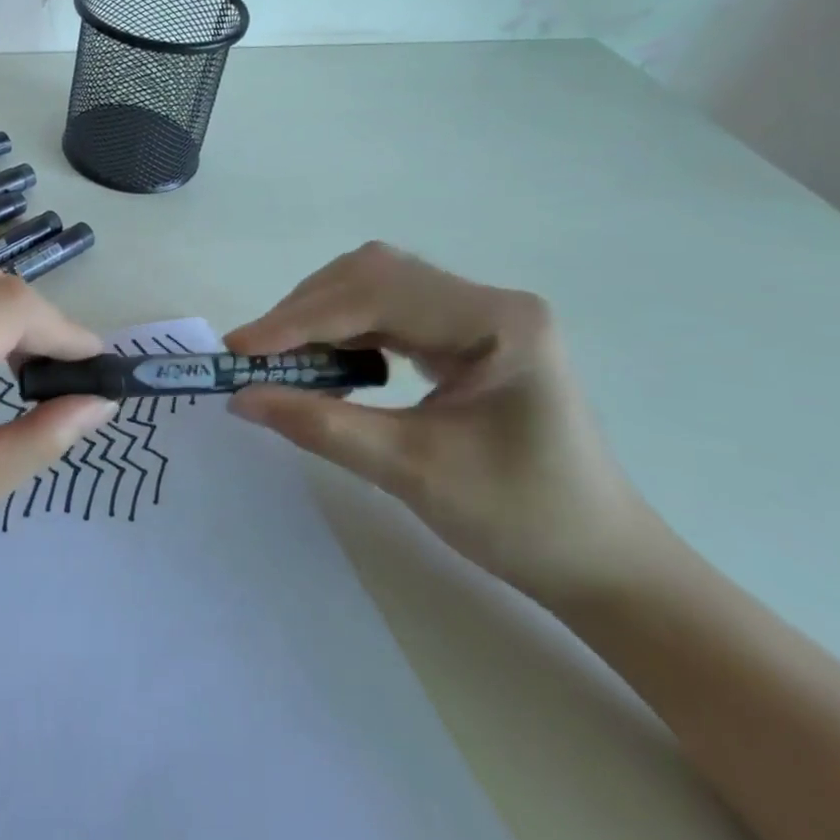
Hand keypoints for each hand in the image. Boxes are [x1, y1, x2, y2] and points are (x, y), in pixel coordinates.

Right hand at [224, 242, 660, 605]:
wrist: (599, 564)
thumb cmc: (520, 521)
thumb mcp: (410, 472)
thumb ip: (320, 426)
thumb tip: (239, 397)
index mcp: (496, 323)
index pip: (377, 295)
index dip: (301, 319)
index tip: (240, 350)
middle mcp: (489, 301)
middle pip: (372, 275)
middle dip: (305, 312)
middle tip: (254, 356)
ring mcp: (480, 314)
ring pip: (374, 285)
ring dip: (319, 316)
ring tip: (280, 359)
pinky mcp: (468, 333)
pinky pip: (388, 310)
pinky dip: (343, 329)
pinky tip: (325, 361)